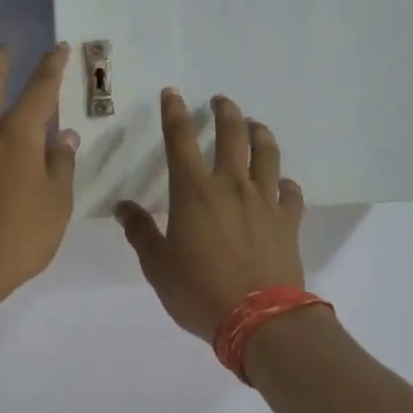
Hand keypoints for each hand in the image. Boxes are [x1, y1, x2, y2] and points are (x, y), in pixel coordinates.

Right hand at [116, 91, 305, 342]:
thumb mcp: (157, 265)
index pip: (181, 139)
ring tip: (255, 126)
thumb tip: (122, 207)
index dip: (175, 113)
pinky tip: (281, 184)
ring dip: (260, 133)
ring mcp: (264, 201)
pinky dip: (284, 182)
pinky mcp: (288, 220)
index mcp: (193, 191)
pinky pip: (290, 191)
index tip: (172, 94)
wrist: (258, 318)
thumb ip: (140, 232)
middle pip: (232, 135)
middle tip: (221, 102)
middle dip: (225, 112)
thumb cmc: (199, 290)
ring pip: (267, 154)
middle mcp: (231, 186)